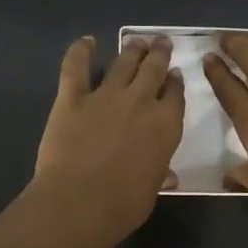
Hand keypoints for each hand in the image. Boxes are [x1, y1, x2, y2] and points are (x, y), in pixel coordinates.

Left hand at [30, 35, 184, 247]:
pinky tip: (86, 42)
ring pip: (124, 62)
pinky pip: (76, 67)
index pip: (175, 95)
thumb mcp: (151, 190)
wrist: (79, 203)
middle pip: (154, 69)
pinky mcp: (72, 98)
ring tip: (137, 41)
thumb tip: (167, 176)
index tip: (174, 74)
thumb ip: (158, 174)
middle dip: (159, 54)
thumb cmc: (123, 205)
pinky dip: (80, 51)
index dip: (175, 82)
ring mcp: (106, 96)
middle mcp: (141, 102)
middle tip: (160, 42)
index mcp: (166, 125)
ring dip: (132, 49)